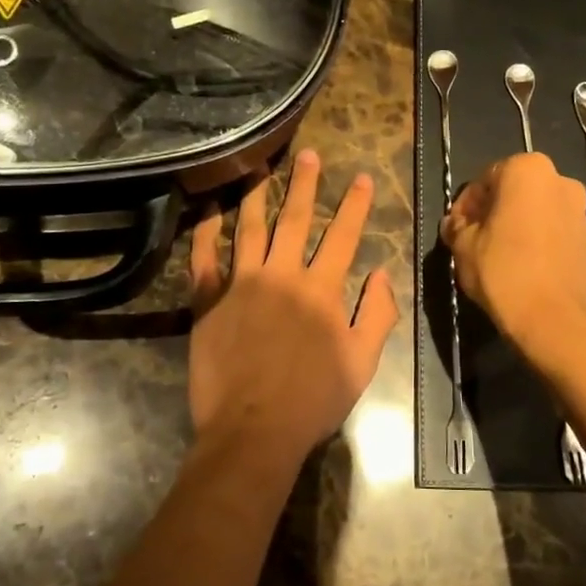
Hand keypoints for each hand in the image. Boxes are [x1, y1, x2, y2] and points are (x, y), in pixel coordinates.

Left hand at [188, 149, 398, 465]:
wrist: (254, 429)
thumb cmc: (313, 400)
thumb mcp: (363, 363)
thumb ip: (377, 315)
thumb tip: (382, 274)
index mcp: (322, 290)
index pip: (343, 236)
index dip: (355, 205)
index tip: (362, 177)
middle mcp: (282, 276)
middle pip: (295, 219)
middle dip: (305, 184)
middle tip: (308, 155)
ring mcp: (241, 285)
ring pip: (249, 228)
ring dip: (256, 195)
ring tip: (258, 168)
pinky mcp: (208, 302)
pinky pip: (203, 259)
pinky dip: (205, 233)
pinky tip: (208, 212)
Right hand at [440, 153, 585, 345]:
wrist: (553, 320)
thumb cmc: (503, 271)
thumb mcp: (463, 246)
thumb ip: (457, 226)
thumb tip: (455, 224)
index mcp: (528, 170)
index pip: (486, 179)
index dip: (467, 205)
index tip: (457, 228)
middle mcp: (560, 181)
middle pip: (515, 191)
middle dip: (494, 211)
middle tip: (474, 239)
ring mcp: (580, 211)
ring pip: (538, 211)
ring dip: (517, 225)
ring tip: (498, 255)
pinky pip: (555, 231)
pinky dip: (538, 241)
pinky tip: (522, 265)